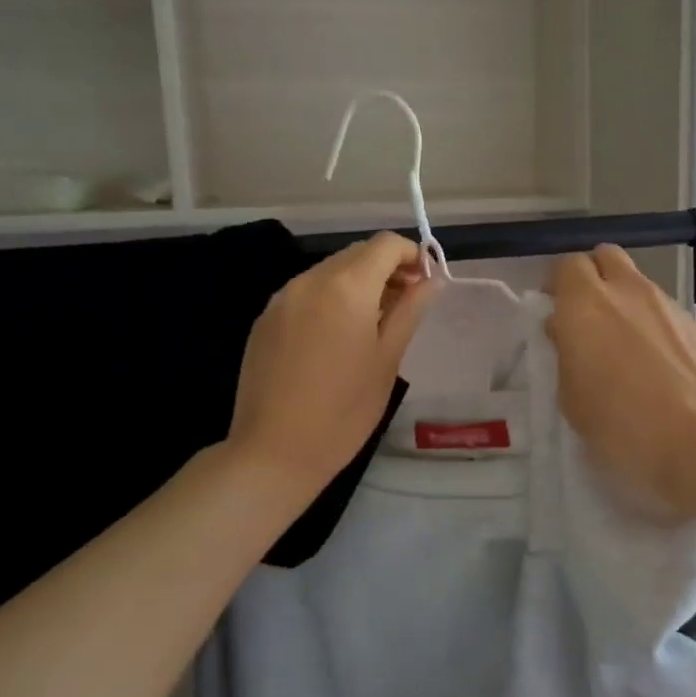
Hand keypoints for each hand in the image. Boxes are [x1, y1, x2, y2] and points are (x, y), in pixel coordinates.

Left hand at [228, 233, 433, 500]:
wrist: (274, 452)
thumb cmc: (344, 410)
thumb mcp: (388, 359)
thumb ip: (410, 310)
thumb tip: (430, 280)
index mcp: (346, 287)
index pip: (384, 244)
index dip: (411, 255)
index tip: (424, 284)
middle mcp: (310, 280)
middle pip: (356, 253)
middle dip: (385, 268)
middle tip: (404, 305)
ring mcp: (281, 298)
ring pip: (329, 271)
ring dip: (357, 283)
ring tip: (371, 323)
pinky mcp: (264, 319)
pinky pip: (305, 292)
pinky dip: (329, 298)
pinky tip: (335, 337)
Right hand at [546, 245, 695, 514]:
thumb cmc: (621, 425)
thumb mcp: (572, 399)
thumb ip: (567, 355)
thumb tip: (568, 332)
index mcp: (586, 303)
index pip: (567, 265)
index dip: (559, 285)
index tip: (556, 313)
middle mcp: (630, 292)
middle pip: (607, 257)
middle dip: (595, 277)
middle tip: (589, 319)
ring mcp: (671, 306)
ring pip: (642, 287)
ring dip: (629, 306)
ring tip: (630, 352)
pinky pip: (671, 317)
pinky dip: (661, 331)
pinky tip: (665, 372)